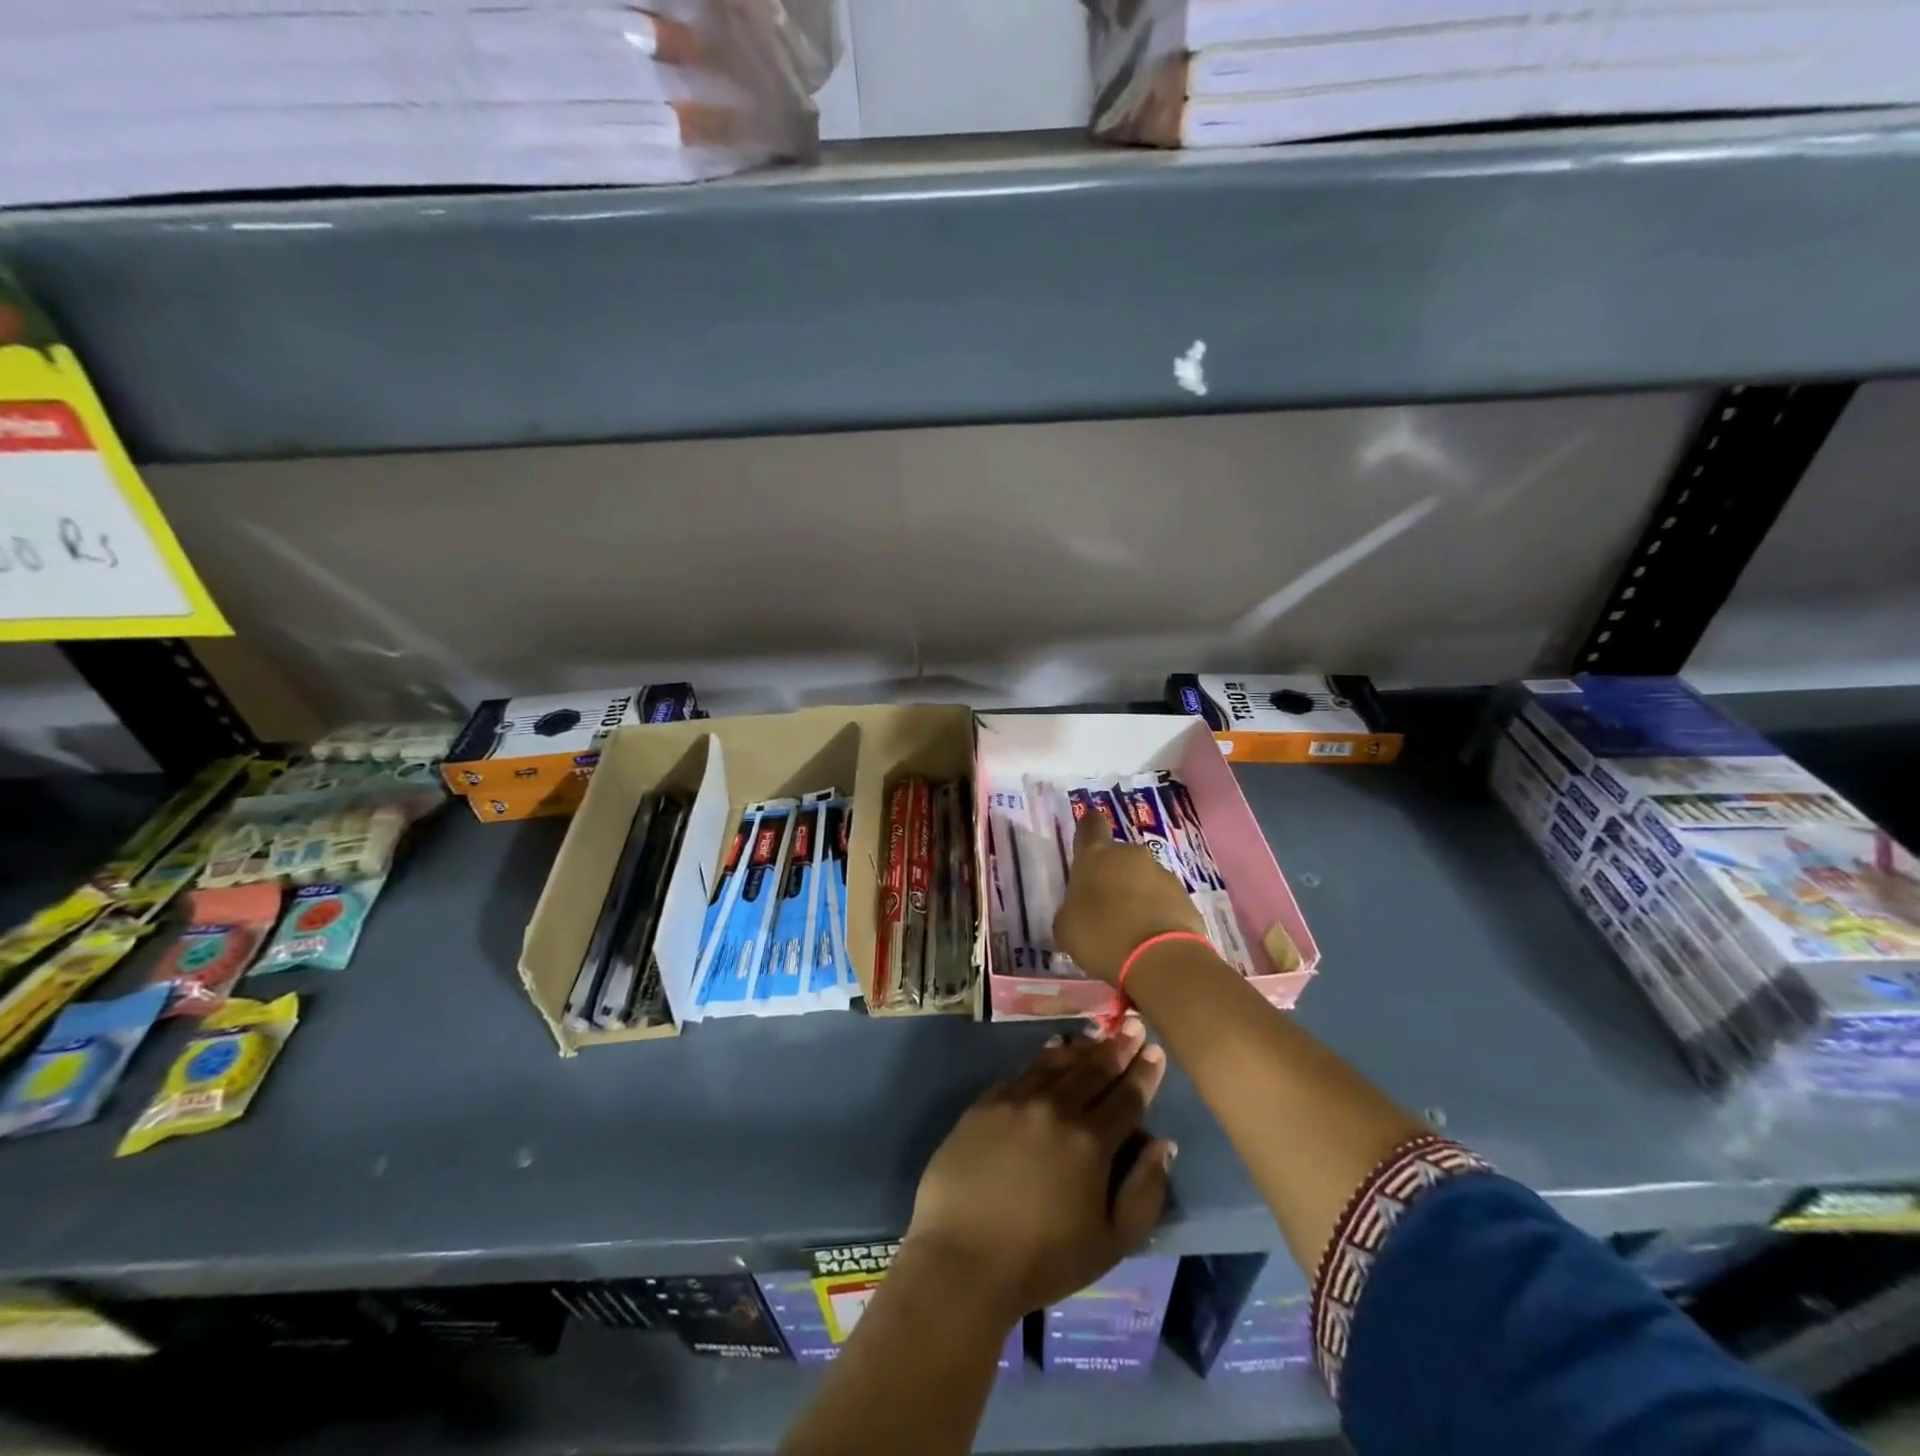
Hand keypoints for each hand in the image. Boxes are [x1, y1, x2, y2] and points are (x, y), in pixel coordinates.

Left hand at [904, 1020, 1176, 1321]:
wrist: (962, 1258)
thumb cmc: (1042, 1261)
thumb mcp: (1111, 1243)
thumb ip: (1144, 1191)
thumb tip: (1163, 1144)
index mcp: (1091, 1142)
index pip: (1126, 1097)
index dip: (1144, 1073)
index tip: (1155, 1049)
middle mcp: (1056, 1108)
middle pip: (1094, 1069)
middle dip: (1117, 1046)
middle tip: (1132, 1023)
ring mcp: (1017, 1100)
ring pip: (1058, 1063)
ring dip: (1083, 1046)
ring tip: (1099, 1032)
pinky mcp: (986, 1102)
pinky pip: (1023, 1070)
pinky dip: (1044, 1056)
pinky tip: (1053, 1049)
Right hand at [1053, 810, 1207, 984]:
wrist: (1160, 960)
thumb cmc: (1101, 936)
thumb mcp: (1066, 927)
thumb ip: (1071, 908)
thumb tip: (1079, 909)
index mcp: (1096, 855)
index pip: (1091, 825)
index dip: (1088, 829)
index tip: (1086, 841)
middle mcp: (1130, 855)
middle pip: (1119, 856)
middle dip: (1113, 874)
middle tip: (1104, 905)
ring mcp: (1162, 874)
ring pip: (1143, 878)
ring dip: (1137, 894)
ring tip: (1130, 928)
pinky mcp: (1186, 897)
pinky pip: (1164, 900)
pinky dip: (1157, 913)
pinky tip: (1150, 938)